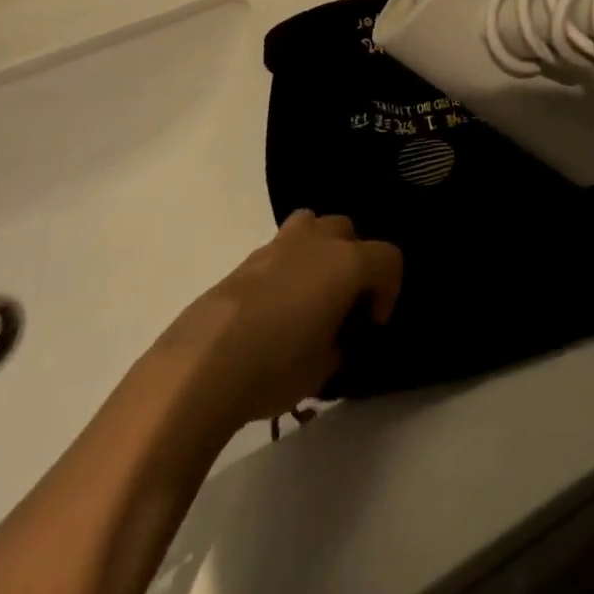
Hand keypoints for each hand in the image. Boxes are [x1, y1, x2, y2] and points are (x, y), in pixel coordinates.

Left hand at [159, 212, 402, 427]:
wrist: (204, 363)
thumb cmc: (276, 365)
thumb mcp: (322, 368)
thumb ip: (337, 343)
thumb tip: (329, 339)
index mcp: (346, 262)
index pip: (388, 258)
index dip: (389, 289)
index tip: (372, 324)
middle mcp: (317, 241)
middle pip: (349, 231)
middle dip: (354, 261)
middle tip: (343, 304)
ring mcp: (279, 244)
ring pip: (313, 225)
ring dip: (320, 250)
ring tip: (309, 292)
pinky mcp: (246, 259)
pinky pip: (281, 248)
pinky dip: (287, 266)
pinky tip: (274, 306)